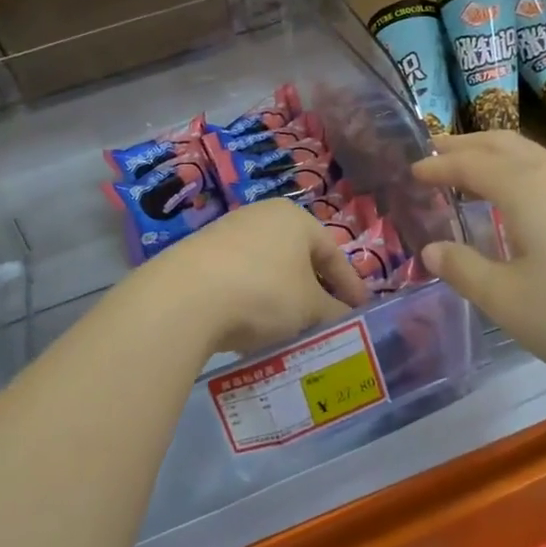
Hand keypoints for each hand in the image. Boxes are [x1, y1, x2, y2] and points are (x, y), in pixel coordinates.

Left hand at [128, 198, 367, 358]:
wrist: (184, 298)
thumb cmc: (263, 292)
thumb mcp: (309, 308)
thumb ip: (333, 312)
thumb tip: (345, 319)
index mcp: (295, 218)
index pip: (334, 251)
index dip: (351, 285)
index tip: (361, 312)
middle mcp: (262, 216)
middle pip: (300, 257)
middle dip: (315, 291)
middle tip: (327, 322)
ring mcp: (228, 233)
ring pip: (269, 269)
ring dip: (283, 298)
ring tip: (290, 330)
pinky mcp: (200, 255)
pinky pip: (240, 278)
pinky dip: (253, 300)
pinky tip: (251, 327)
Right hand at [413, 133, 545, 392]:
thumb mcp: (509, 302)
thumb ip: (465, 270)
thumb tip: (432, 249)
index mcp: (526, 188)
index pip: (470, 164)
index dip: (437, 165)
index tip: (412, 170)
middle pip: (503, 142)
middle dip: (465, 144)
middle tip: (435, 152)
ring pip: (531, 155)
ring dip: (495, 155)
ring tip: (472, 172)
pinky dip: (520, 173)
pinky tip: (521, 204)